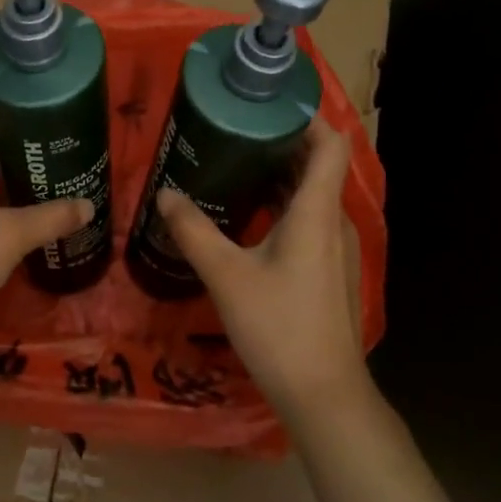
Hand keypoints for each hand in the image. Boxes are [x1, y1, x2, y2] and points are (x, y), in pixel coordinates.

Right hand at [155, 117, 366, 419]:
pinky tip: (246, 219)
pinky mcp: (329, 271)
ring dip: (278, 177)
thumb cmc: (278, 327)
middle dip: (279, 144)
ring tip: (233, 167)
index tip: (265, 107)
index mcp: (317, 212)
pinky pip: (308, 222)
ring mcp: (336, 249)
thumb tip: (164, 194)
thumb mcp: (227, 276)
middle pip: (317, 166)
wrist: (323, 394)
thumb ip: (194, 231)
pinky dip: (281, 207)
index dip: (305, 118)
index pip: (330, 144)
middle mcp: (334, 222)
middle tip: (232, 133)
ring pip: (311, 196)